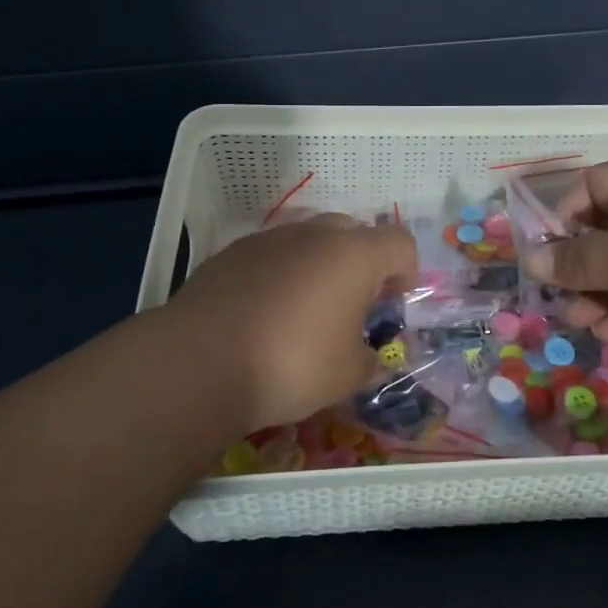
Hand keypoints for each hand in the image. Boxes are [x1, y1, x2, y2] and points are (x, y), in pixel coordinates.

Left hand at [165, 214, 417, 432]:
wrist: (200, 361)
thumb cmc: (292, 363)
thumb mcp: (348, 375)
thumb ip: (371, 361)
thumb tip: (372, 358)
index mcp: (354, 255)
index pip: (400, 242)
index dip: (407, 270)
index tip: (394, 304)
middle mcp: (314, 234)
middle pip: (353, 232)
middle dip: (361, 263)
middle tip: (354, 304)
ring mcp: (269, 239)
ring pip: (308, 239)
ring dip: (319, 265)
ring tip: (307, 309)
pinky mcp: (231, 253)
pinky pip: (271, 254)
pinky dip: (280, 273)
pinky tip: (266, 312)